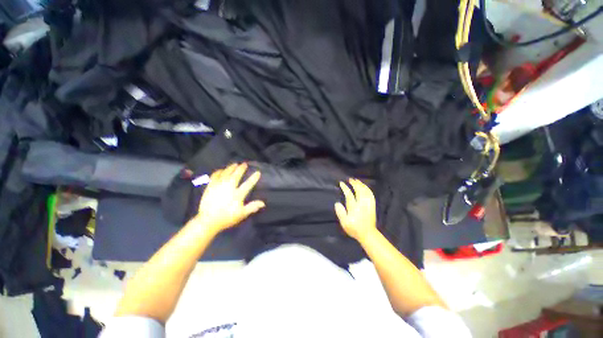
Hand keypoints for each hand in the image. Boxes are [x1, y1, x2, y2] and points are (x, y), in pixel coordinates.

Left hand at [190, 163, 264, 234]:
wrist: (208, 221)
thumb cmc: (227, 218)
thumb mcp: (241, 214)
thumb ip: (252, 207)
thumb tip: (263, 203)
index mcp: (237, 195)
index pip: (248, 184)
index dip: (253, 178)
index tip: (258, 172)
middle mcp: (229, 188)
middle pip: (236, 176)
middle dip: (241, 169)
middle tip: (244, 164)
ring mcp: (218, 186)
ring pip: (226, 174)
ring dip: (231, 168)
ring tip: (234, 164)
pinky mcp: (210, 187)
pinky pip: (215, 176)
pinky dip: (219, 172)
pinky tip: (221, 170)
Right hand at [335, 179, 377, 241]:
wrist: (368, 234)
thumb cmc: (354, 229)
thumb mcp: (344, 223)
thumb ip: (340, 213)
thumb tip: (337, 203)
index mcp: (354, 208)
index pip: (349, 195)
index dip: (345, 188)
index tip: (342, 183)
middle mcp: (362, 204)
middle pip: (359, 191)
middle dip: (354, 184)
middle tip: (350, 179)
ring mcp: (368, 204)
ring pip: (365, 191)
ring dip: (361, 185)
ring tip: (357, 181)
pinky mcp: (372, 206)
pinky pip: (371, 195)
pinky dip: (368, 189)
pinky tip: (365, 187)